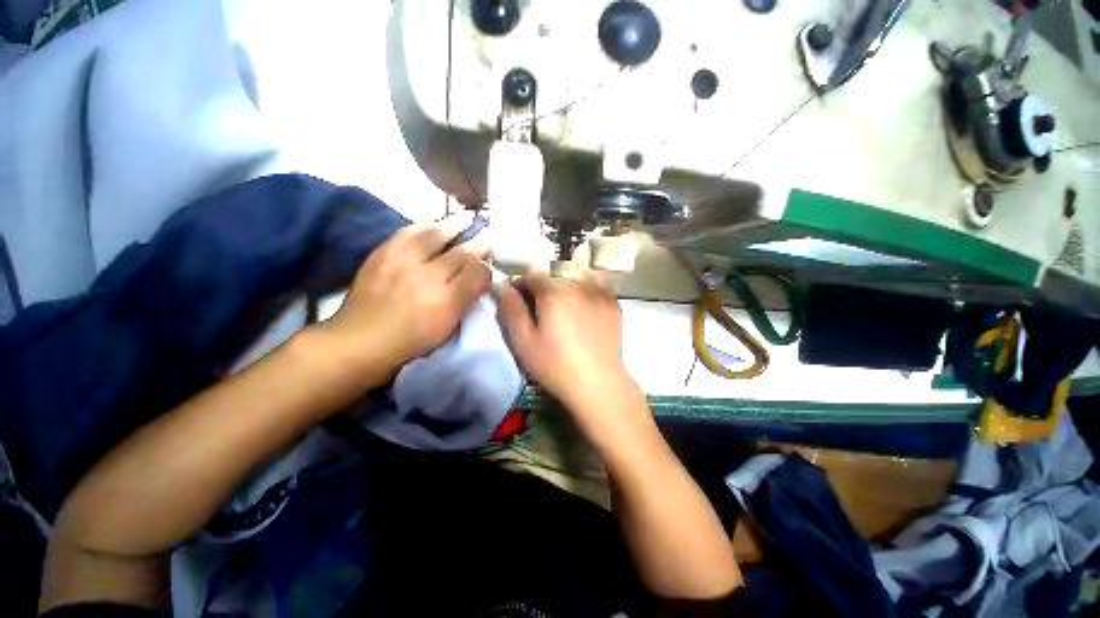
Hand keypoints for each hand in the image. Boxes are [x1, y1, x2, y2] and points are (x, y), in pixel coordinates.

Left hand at [322, 215, 490, 378]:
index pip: (477, 273)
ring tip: (466, 218)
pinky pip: (409, 231)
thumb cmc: (411, 339)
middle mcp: (428, 276)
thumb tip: (479, 279)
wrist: (362, 338)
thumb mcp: (448, 327)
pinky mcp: (382, 253)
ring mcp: (403, 261)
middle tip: (488, 234)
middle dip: (479, 242)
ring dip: (455, 224)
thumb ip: (466, 300)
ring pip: (436, 234)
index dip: (486, 267)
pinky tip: (434, 224)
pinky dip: (426, 225)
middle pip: (461, 252)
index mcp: (447, 299)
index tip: (490, 263)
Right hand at [496, 272, 638, 421]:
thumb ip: (510, 309)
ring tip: (562, 305)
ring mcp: (599, 291)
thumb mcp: (523, 341)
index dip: (520, 284)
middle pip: (553, 274)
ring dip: (564, 284)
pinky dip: (586, 287)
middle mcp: (577, 284)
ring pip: (575, 275)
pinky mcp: (613, 302)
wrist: (598, 384)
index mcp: (553, 292)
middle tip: (539, 308)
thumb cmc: (555, 366)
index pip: (531, 274)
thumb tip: (501, 285)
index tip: (517, 299)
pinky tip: (584, 303)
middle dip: (541, 286)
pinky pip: (596, 283)